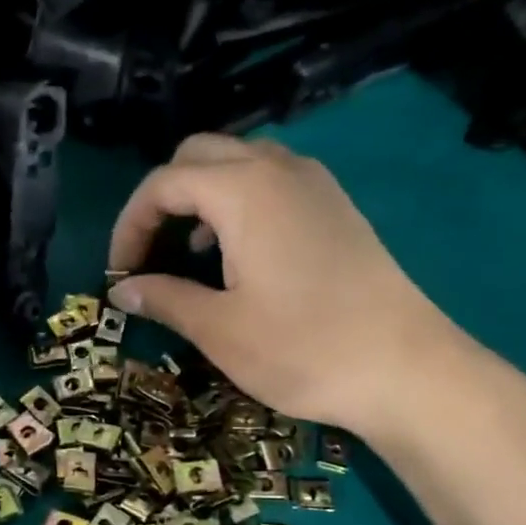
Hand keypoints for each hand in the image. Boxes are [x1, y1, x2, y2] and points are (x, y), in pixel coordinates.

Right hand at [107, 135, 473, 440]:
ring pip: (238, 163)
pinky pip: (271, 182)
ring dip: (201, 198)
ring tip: (189, 254)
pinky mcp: (335, 207)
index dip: (130, 225)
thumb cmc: (302, 348)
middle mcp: (279, 170)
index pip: (163, 183)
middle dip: (162, 199)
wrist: (406, 369)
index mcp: (244, 190)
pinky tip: (236, 255)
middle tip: (150, 253)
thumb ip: (164, 298)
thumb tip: (124, 290)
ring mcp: (314, 185)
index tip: (119, 273)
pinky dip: (237, 203)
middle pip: (199, 155)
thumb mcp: (218, 329)